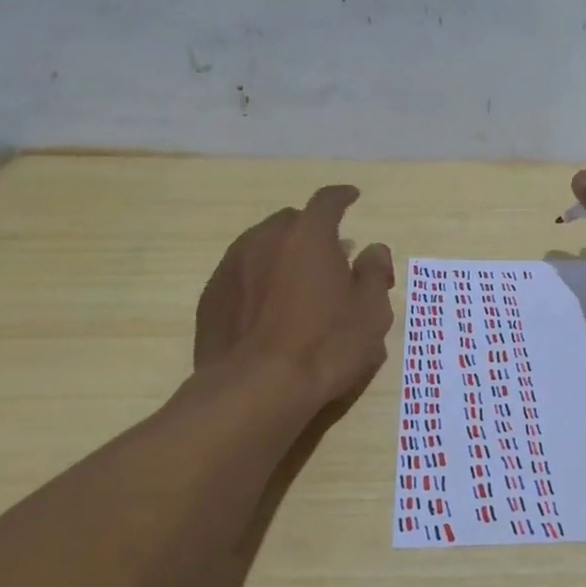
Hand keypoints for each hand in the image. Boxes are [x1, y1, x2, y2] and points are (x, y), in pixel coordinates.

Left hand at [191, 185, 395, 408]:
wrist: (255, 389)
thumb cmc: (325, 346)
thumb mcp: (370, 311)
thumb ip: (373, 272)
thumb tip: (373, 249)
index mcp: (308, 236)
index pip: (327, 201)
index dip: (342, 197)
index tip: (352, 197)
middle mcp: (265, 240)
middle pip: (291, 221)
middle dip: (311, 230)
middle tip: (329, 254)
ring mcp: (232, 267)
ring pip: (261, 245)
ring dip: (282, 253)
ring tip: (297, 281)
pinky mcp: (212, 297)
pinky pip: (241, 274)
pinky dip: (259, 279)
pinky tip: (268, 307)